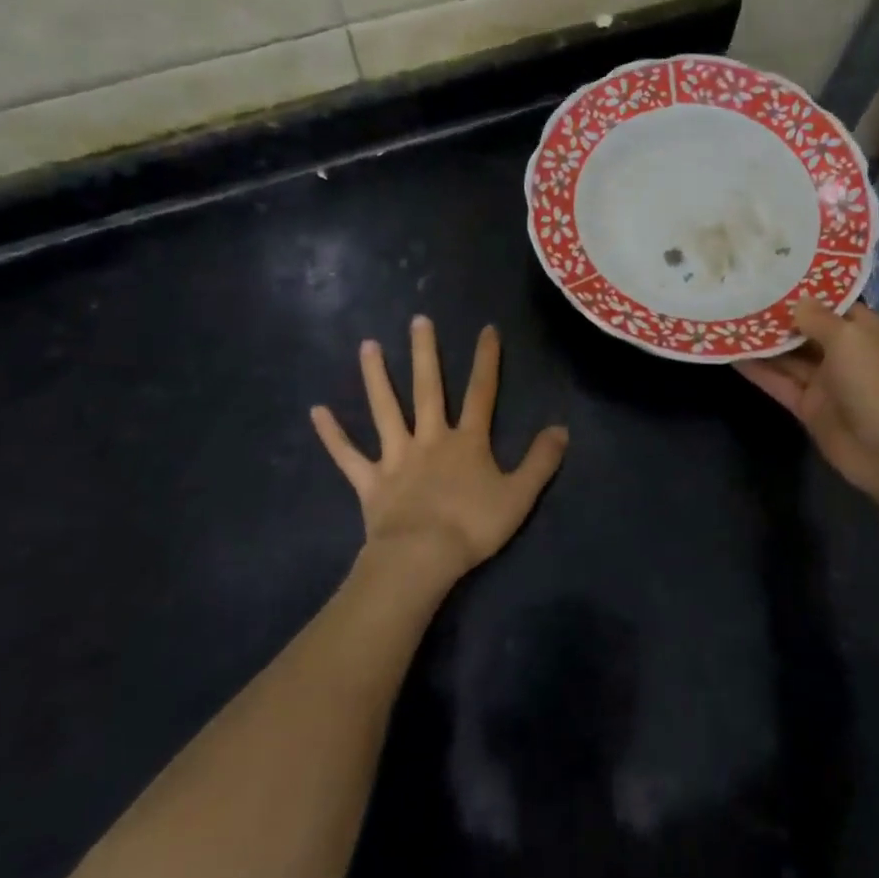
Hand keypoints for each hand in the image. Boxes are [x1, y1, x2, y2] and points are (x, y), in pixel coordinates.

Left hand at [312, 316, 569, 584]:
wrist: (422, 558)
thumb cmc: (473, 526)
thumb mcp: (519, 495)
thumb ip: (541, 461)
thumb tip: (562, 428)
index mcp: (467, 441)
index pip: (482, 393)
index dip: (486, 361)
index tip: (487, 329)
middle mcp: (430, 438)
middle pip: (428, 388)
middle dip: (425, 353)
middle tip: (418, 320)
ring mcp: (396, 457)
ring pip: (385, 409)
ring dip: (376, 377)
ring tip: (367, 345)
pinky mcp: (370, 481)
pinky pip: (348, 455)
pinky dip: (332, 435)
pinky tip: (317, 411)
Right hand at [735, 299, 878, 500]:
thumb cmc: (873, 381)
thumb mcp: (848, 338)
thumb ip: (818, 318)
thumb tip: (797, 301)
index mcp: (863, 331)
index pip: (832, 304)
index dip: (805, 290)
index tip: (773, 275)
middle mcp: (843, 353)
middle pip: (805, 330)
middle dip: (777, 316)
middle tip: (741, 294)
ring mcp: (824, 382)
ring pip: (788, 357)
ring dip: (762, 343)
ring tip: (729, 320)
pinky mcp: (807, 406)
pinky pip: (779, 382)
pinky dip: (758, 371)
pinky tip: (731, 355)